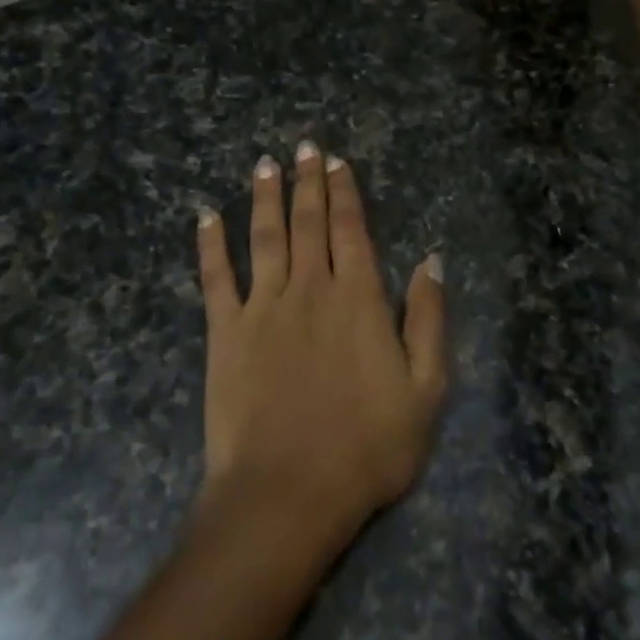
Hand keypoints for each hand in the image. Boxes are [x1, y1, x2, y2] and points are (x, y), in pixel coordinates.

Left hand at [195, 143, 446, 546]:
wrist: (289, 492)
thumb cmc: (368, 446)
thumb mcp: (427, 389)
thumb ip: (429, 319)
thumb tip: (433, 260)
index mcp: (359, 299)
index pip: (351, 230)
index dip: (345, 192)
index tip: (338, 161)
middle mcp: (310, 290)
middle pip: (308, 223)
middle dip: (308, 182)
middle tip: (304, 147)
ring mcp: (263, 308)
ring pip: (265, 238)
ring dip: (265, 198)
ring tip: (265, 164)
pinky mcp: (224, 333)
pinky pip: (215, 278)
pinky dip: (210, 245)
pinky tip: (206, 216)